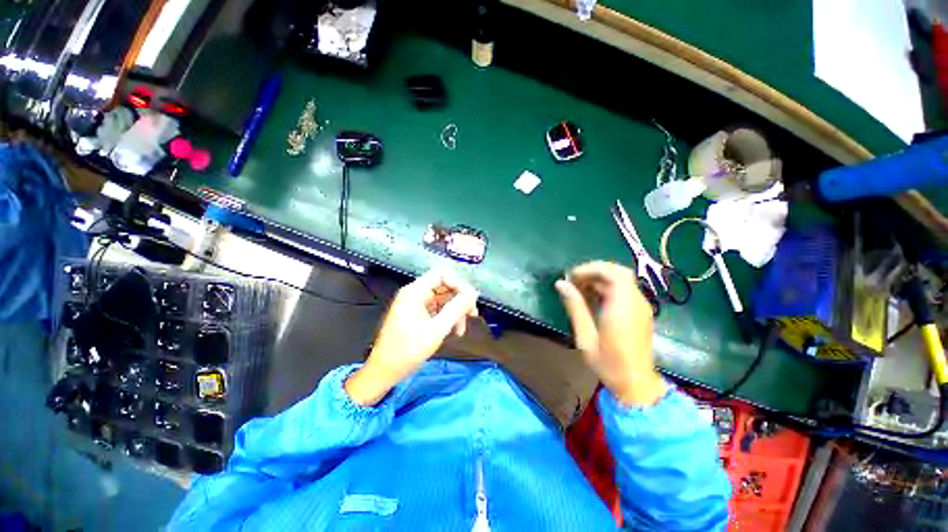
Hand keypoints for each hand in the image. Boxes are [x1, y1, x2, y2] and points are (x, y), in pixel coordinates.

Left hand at [346, 269, 479, 405]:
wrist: (384, 371)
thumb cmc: (408, 351)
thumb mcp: (437, 330)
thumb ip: (456, 309)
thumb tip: (474, 293)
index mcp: (415, 292)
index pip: (442, 274)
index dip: (459, 284)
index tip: (470, 301)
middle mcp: (414, 293)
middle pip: (444, 285)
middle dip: (460, 299)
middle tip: (472, 315)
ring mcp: (415, 303)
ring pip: (443, 298)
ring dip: (455, 311)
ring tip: (461, 330)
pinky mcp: (416, 313)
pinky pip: (437, 308)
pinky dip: (447, 317)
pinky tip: (453, 331)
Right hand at [555, 261, 665, 405]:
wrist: (636, 384)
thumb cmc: (608, 363)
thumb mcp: (585, 335)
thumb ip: (574, 306)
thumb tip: (561, 284)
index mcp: (623, 307)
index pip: (612, 273)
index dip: (590, 269)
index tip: (571, 277)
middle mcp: (636, 302)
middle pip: (618, 272)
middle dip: (594, 271)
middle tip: (574, 280)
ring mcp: (641, 306)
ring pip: (621, 279)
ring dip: (600, 278)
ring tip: (579, 288)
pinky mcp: (641, 312)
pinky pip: (624, 290)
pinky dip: (607, 287)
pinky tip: (592, 298)